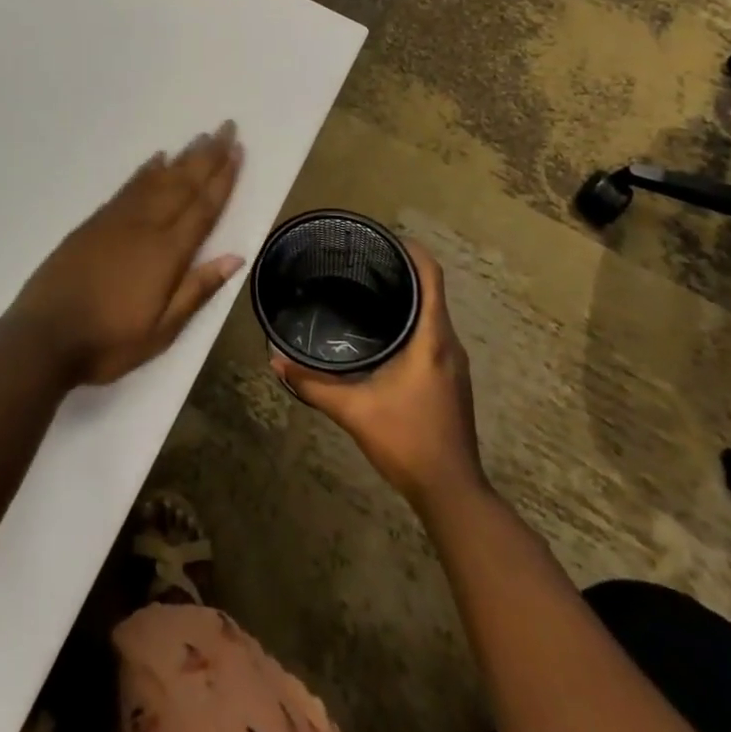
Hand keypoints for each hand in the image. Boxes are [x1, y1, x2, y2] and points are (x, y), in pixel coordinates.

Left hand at [11, 121, 244, 386]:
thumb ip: (197, 290)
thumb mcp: (161, 331)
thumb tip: (235, 257)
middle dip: (208, 156)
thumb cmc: (109, 341)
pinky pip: (129, 187)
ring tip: (201, 136)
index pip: (203, 208)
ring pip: (158, 179)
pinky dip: (146, 170)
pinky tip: (157, 159)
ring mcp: (118, 220)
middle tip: (227, 127)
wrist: (44, 336)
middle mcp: (146, 226)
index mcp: (167, 253)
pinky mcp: (95, 222)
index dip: (223, 179)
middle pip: (183, 184)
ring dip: (182, 157)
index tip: (238, 151)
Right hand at [271, 240, 485, 508]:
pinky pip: (434, 334)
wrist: (452, 493)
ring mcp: (454, 363)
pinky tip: (385, 332)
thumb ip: (313, 385)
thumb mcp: (353, 411)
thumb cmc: (407, 441)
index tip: (385, 238)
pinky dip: (414, 321)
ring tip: (370, 289)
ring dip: (410, 298)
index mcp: (433, 339)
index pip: (431, 278)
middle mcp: (449, 344)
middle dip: (403, 272)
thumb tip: (276, 362)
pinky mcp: (452, 379)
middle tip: (363, 262)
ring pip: (434, 314)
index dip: (413, 252)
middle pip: (433, 291)